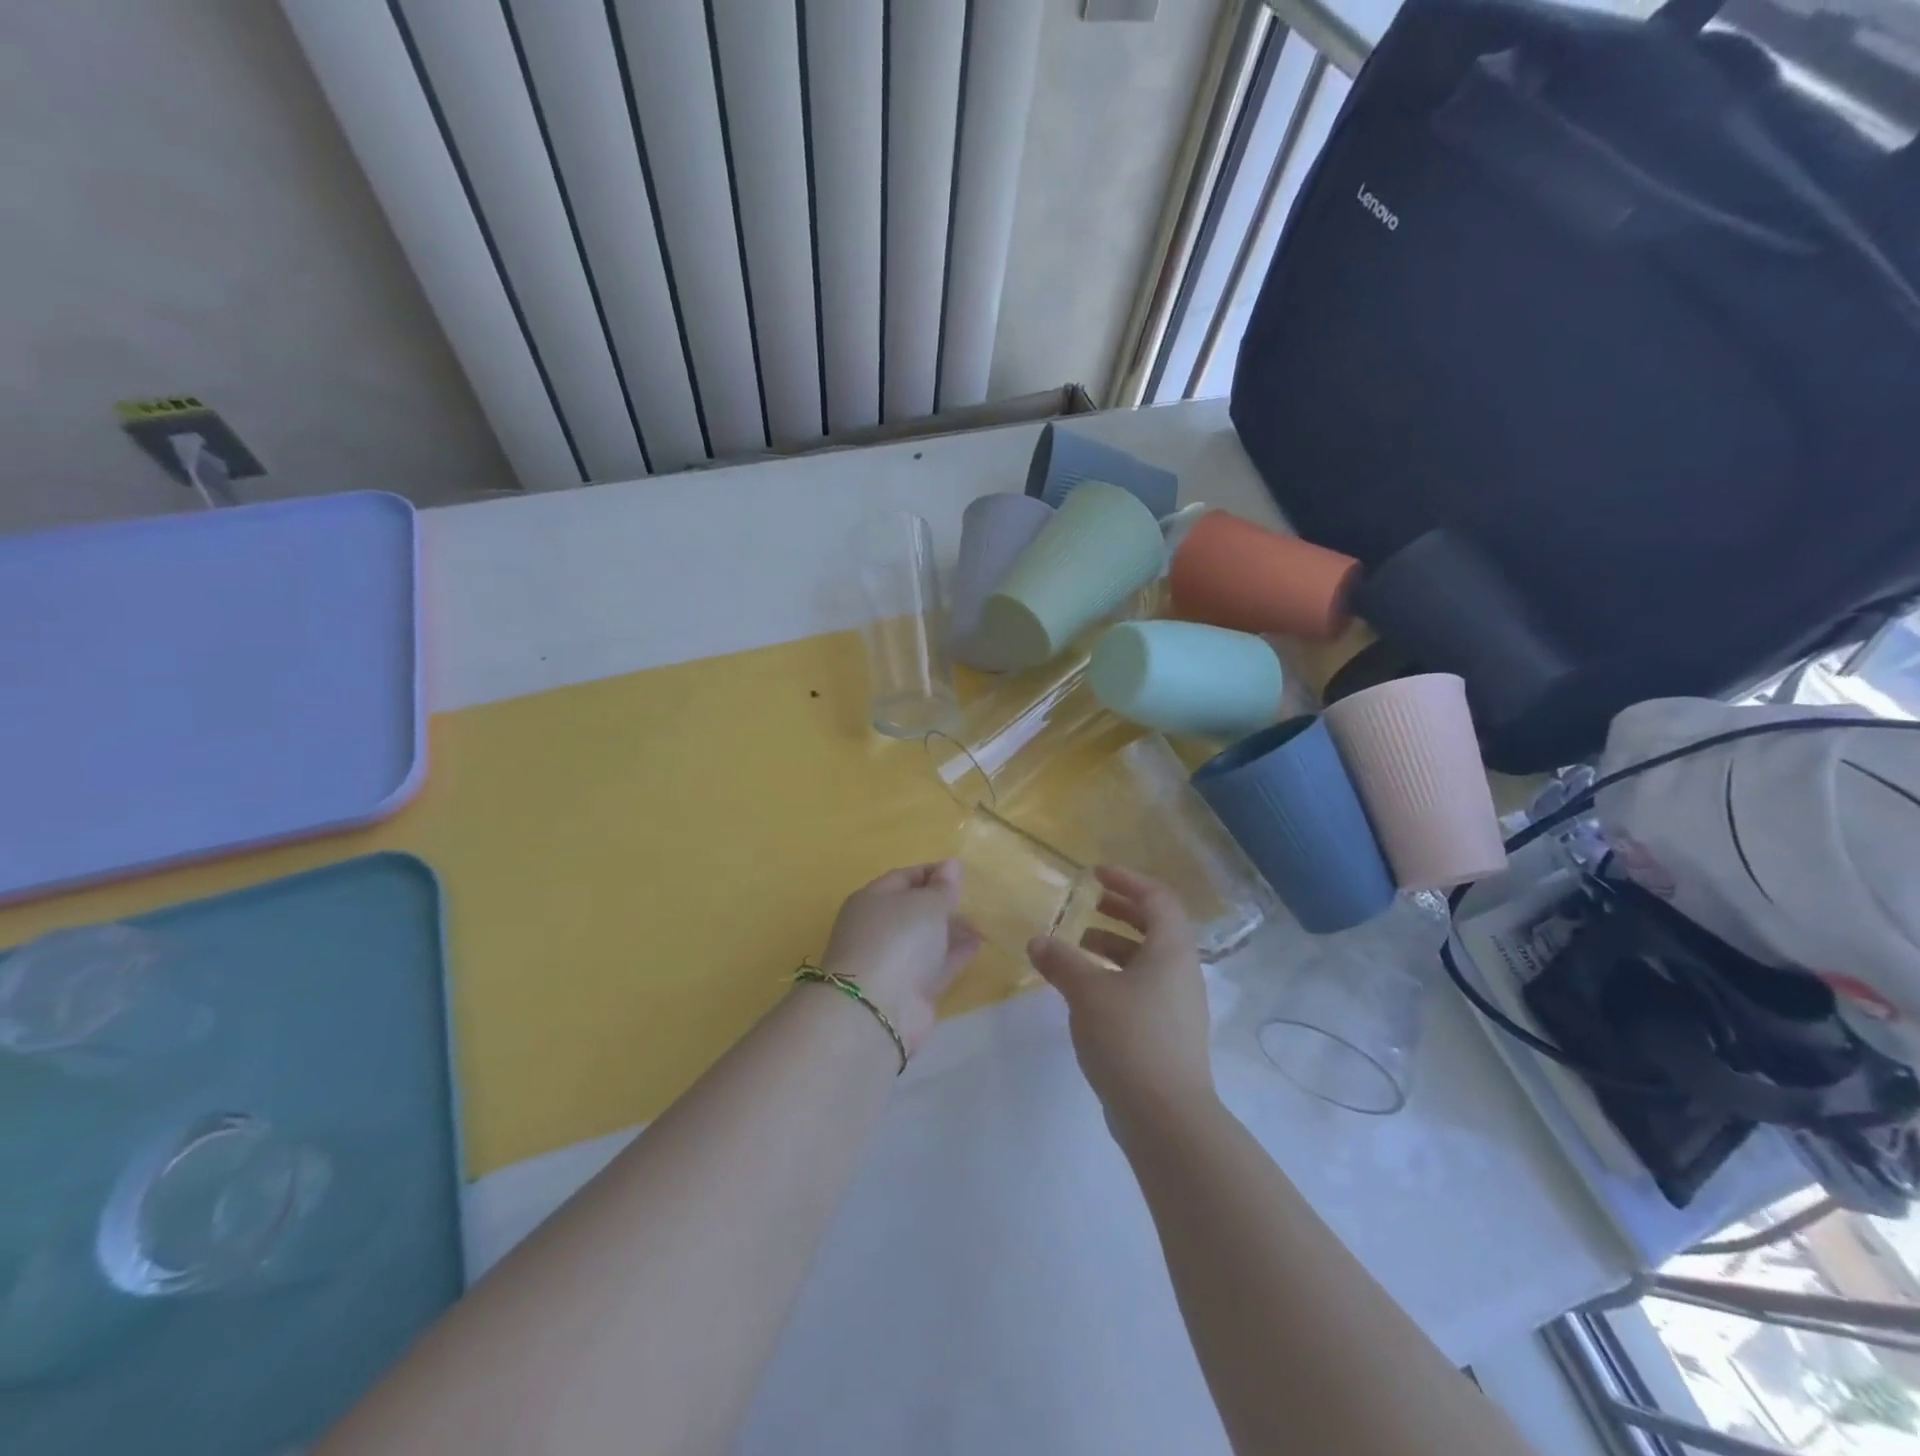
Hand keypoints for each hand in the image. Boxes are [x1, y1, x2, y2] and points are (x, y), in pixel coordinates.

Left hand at [820, 861, 980, 1056]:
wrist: (878, 1009)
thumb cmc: (898, 939)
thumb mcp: (926, 904)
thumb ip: (942, 887)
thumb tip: (951, 865)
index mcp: (872, 900)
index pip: (903, 877)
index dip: (932, 872)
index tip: (960, 872)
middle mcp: (877, 929)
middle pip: (912, 910)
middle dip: (940, 904)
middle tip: (971, 898)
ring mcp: (891, 961)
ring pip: (924, 939)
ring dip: (949, 930)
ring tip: (979, 922)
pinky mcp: (908, 990)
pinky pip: (934, 964)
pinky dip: (953, 954)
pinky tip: (977, 944)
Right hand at [1027, 866, 1215, 1124]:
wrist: (1166, 1118)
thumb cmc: (1130, 1038)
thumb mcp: (1088, 992)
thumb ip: (1061, 961)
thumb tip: (1037, 941)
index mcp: (1172, 950)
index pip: (1158, 898)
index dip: (1127, 880)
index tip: (1096, 875)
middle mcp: (1182, 972)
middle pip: (1156, 926)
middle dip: (1120, 911)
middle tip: (1088, 905)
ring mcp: (1179, 1006)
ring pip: (1148, 960)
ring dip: (1114, 946)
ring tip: (1077, 947)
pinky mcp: (1169, 1034)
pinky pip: (1143, 988)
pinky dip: (1116, 976)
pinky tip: (1086, 991)